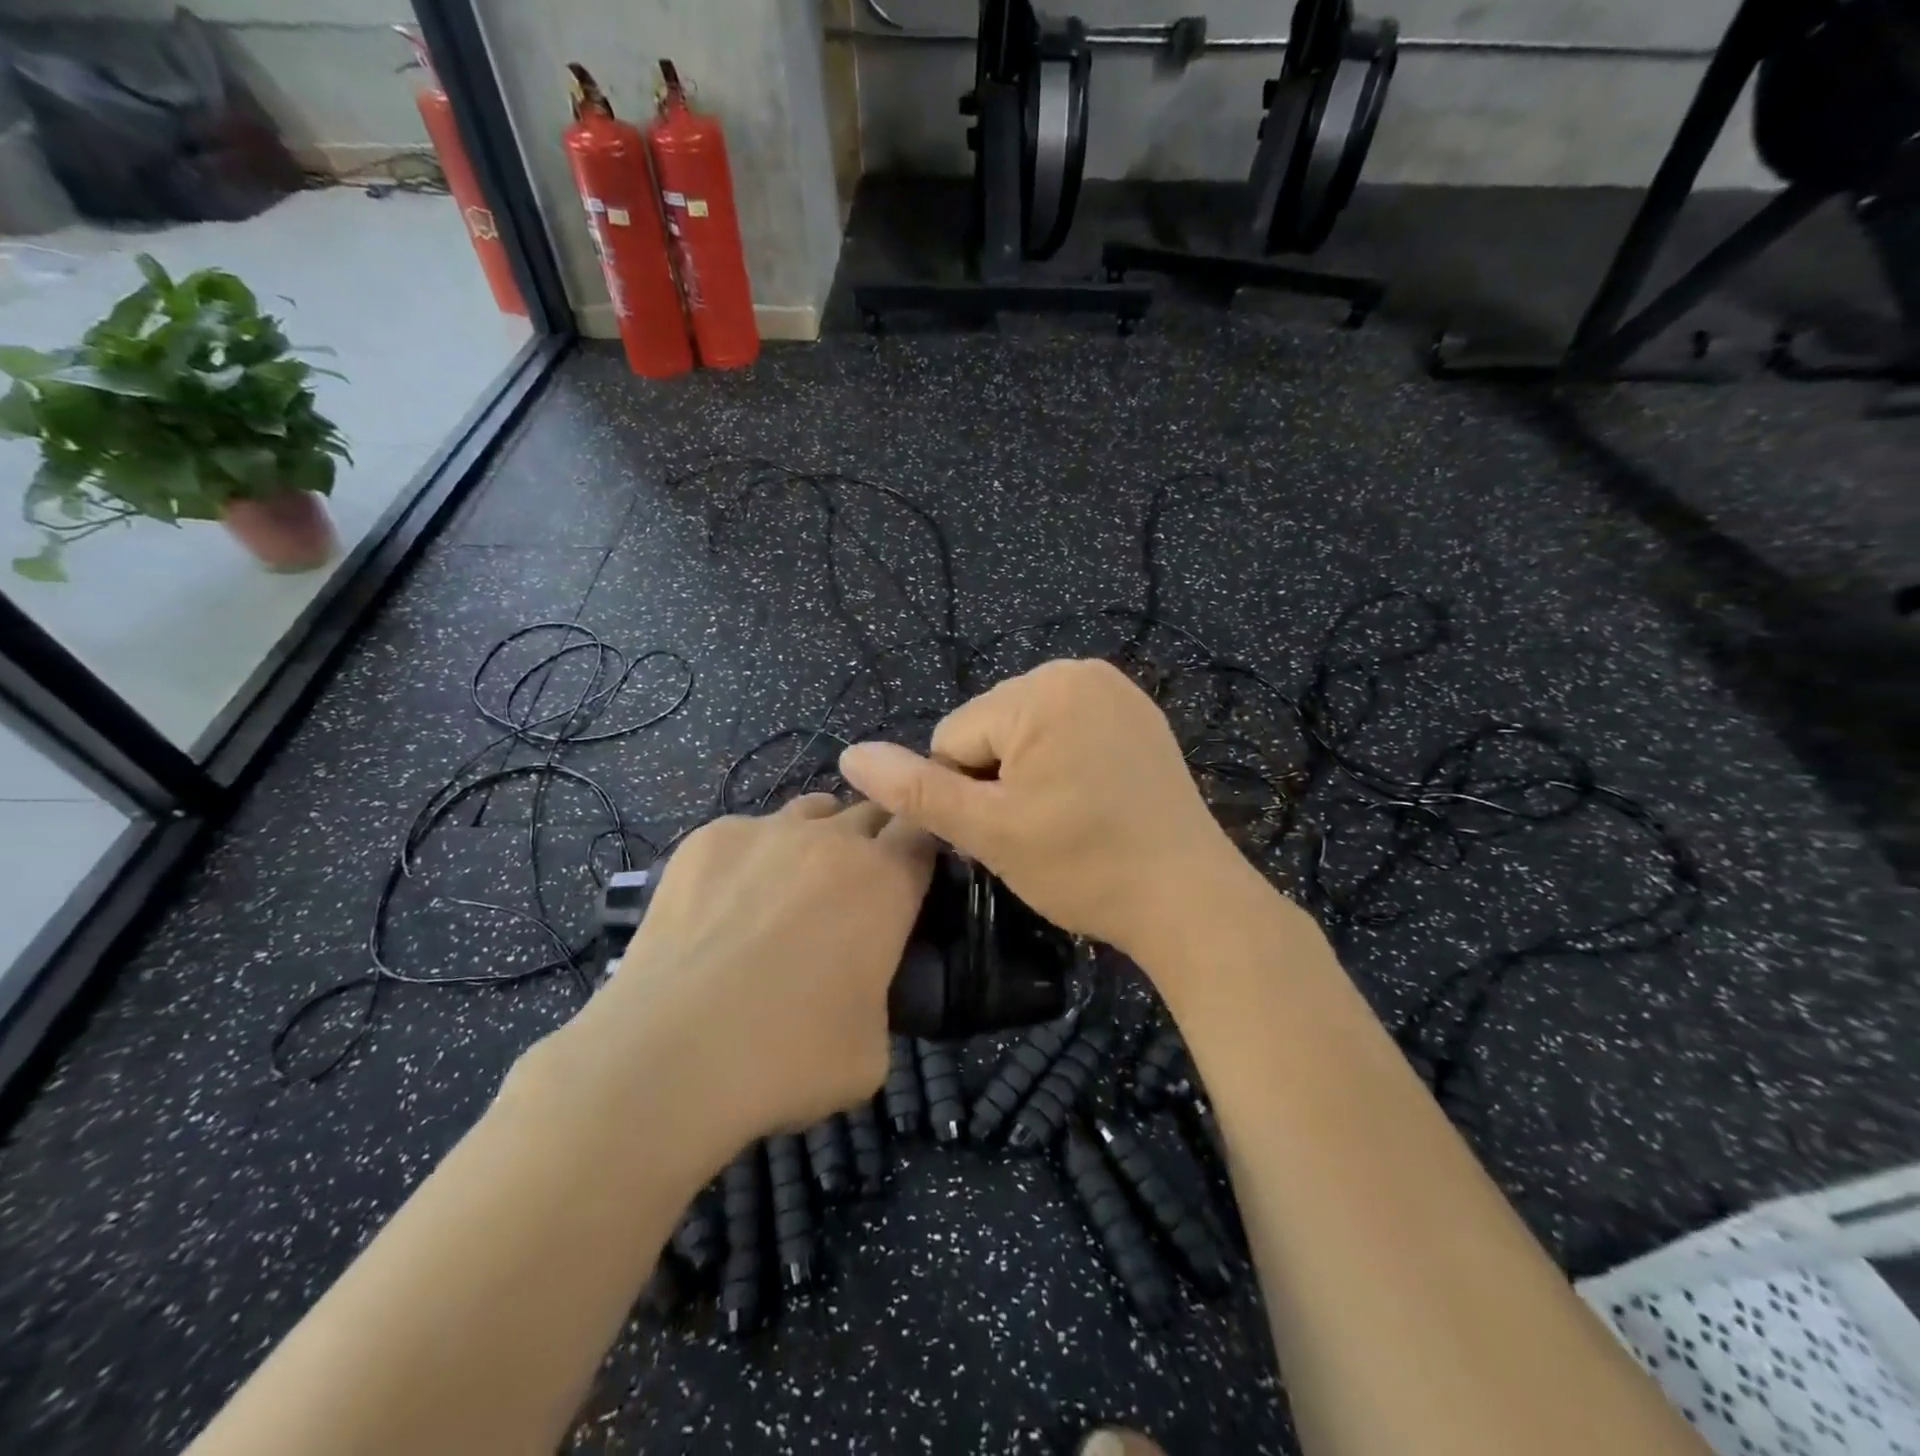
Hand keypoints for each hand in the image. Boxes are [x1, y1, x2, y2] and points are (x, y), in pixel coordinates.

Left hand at [566, 796, 933, 1154]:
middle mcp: (833, 838)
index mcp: (886, 880)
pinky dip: (752, 856)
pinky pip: (748, 832)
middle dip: (874, 841)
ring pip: (812, 811)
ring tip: (792, 889)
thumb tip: (859, 986)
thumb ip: (881, 994)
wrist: (671, 1056)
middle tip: (857, 891)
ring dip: (819, 838)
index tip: (913, 877)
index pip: (924, 832)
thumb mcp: (874, 1046)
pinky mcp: (707, 839)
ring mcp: (766, 830)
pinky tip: (725, 905)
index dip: (922, 850)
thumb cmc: (791, 1057)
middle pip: (870, 813)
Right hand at [838, 658, 1244, 960]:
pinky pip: (1066, 730)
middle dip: (997, 779)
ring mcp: (1115, 688)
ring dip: (1027, 773)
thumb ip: (914, 791)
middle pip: (989, 729)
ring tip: (1066, 818)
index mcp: (1040, 689)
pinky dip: (1063, 763)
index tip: (1012, 830)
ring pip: (1024, 732)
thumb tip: (849, 755)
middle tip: (1040, 829)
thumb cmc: (1084, 866)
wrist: (1188, 899)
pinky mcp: (1137, 713)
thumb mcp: (988, 831)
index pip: (952, 738)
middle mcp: (1078, 670)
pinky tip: (1090, 801)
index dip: (967, 793)